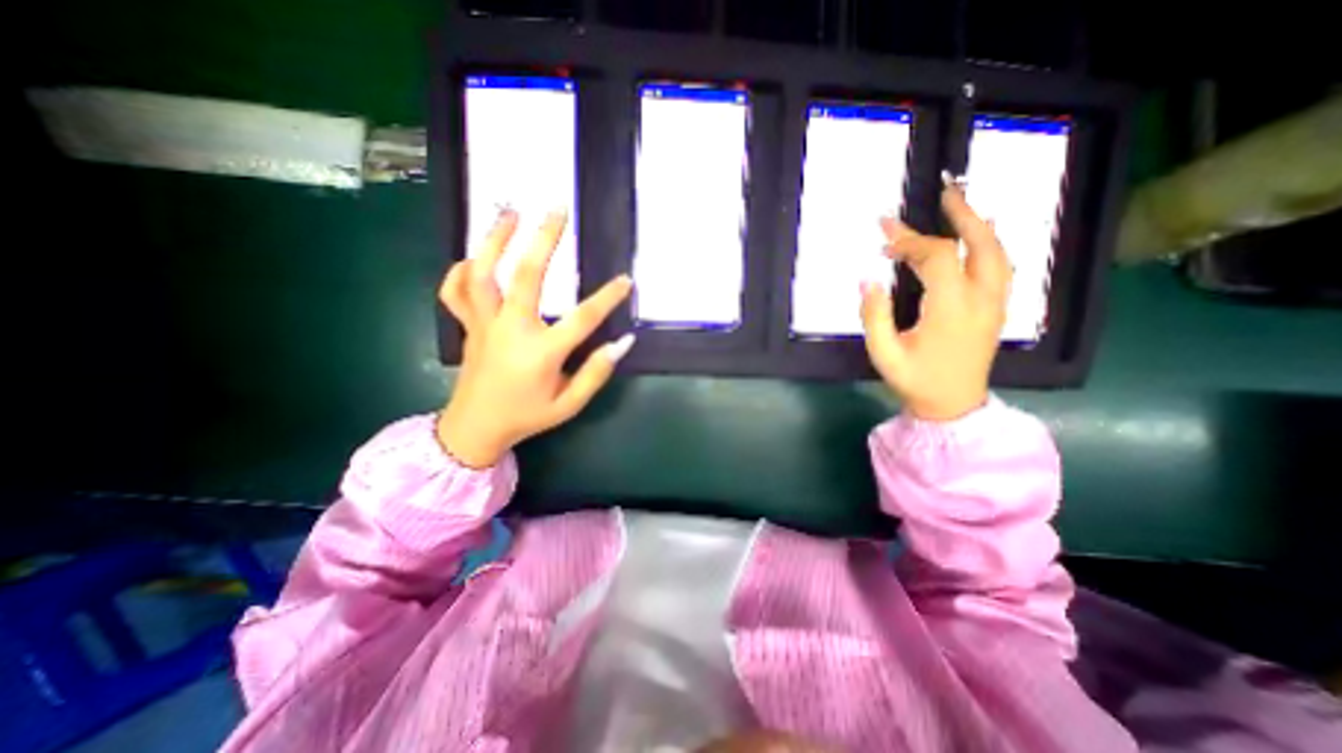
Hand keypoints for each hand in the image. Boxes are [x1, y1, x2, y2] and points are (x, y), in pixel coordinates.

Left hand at [435, 208, 634, 467]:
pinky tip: (474, 257)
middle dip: (544, 239)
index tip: (625, 280)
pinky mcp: (468, 326)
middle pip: (527, 276)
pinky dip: (461, 270)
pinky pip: (456, 292)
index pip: (582, 318)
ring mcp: (484, 324)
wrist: (474, 429)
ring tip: (510, 212)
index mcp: (541, 352)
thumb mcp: (569, 404)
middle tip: (556, 208)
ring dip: (495, 239)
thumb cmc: (527, 416)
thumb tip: (623, 343)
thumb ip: (596, 373)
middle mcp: (511, 330)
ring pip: (483, 273)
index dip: (607, 297)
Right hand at [858, 175, 1004, 424]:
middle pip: (981, 243)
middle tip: (944, 190)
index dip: (909, 239)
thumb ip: (874, 315)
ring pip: (997, 251)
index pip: (937, 257)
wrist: (953, 407)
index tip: (884, 229)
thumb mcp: (884, 353)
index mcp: (952, 308)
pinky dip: (988, 243)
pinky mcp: (997, 309)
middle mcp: (982, 299)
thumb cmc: (916, 381)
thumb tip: (868, 278)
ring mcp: (996, 303)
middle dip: (961, 213)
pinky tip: (976, 236)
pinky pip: (999, 265)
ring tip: (959, 204)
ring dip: (979, 224)